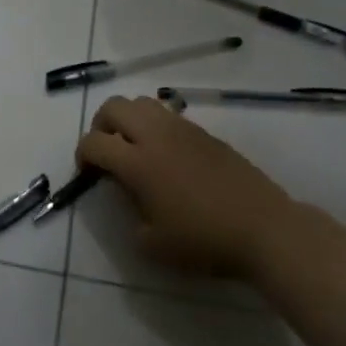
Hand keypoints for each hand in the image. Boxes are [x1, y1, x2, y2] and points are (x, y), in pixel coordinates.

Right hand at [76, 95, 328, 279]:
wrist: (264, 229)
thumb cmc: (204, 241)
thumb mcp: (151, 243)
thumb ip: (129, 212)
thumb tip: (129, 192)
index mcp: (138, 163)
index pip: (94, 142)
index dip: (82, 156)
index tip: (88, 175)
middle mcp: (157, 136)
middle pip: (114, 107)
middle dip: (100, 126)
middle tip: (106, 153)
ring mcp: (184, 130)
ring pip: (143, 103)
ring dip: (128, 120)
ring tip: (134, 149)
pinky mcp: (205, 133)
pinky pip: (169, 115)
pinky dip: (155, 126)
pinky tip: (166, 156)